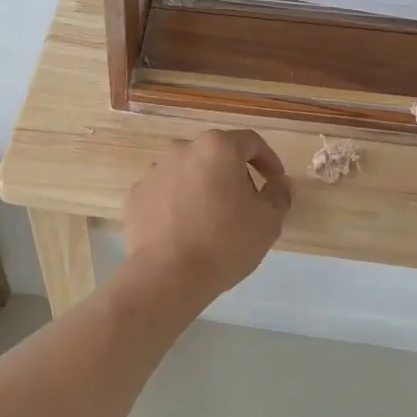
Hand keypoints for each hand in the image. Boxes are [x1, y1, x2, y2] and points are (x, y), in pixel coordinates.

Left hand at [122, 129, 291, 307]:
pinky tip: (186, 229)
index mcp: (217, 147)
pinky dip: (179, 203)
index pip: (251, 142)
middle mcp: (182, 149)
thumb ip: (279, 194)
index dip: (268, 160)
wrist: (167, 275)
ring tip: (213, 220)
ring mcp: (154, 170)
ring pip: (189, 172)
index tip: (275, 181)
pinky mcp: (136, 194)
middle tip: (246, 204)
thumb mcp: (268, 220)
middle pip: (216, 155)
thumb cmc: (225, 242)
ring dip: (204, 187)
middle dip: (234, 174)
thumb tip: (279, 183)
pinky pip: (166, 192)